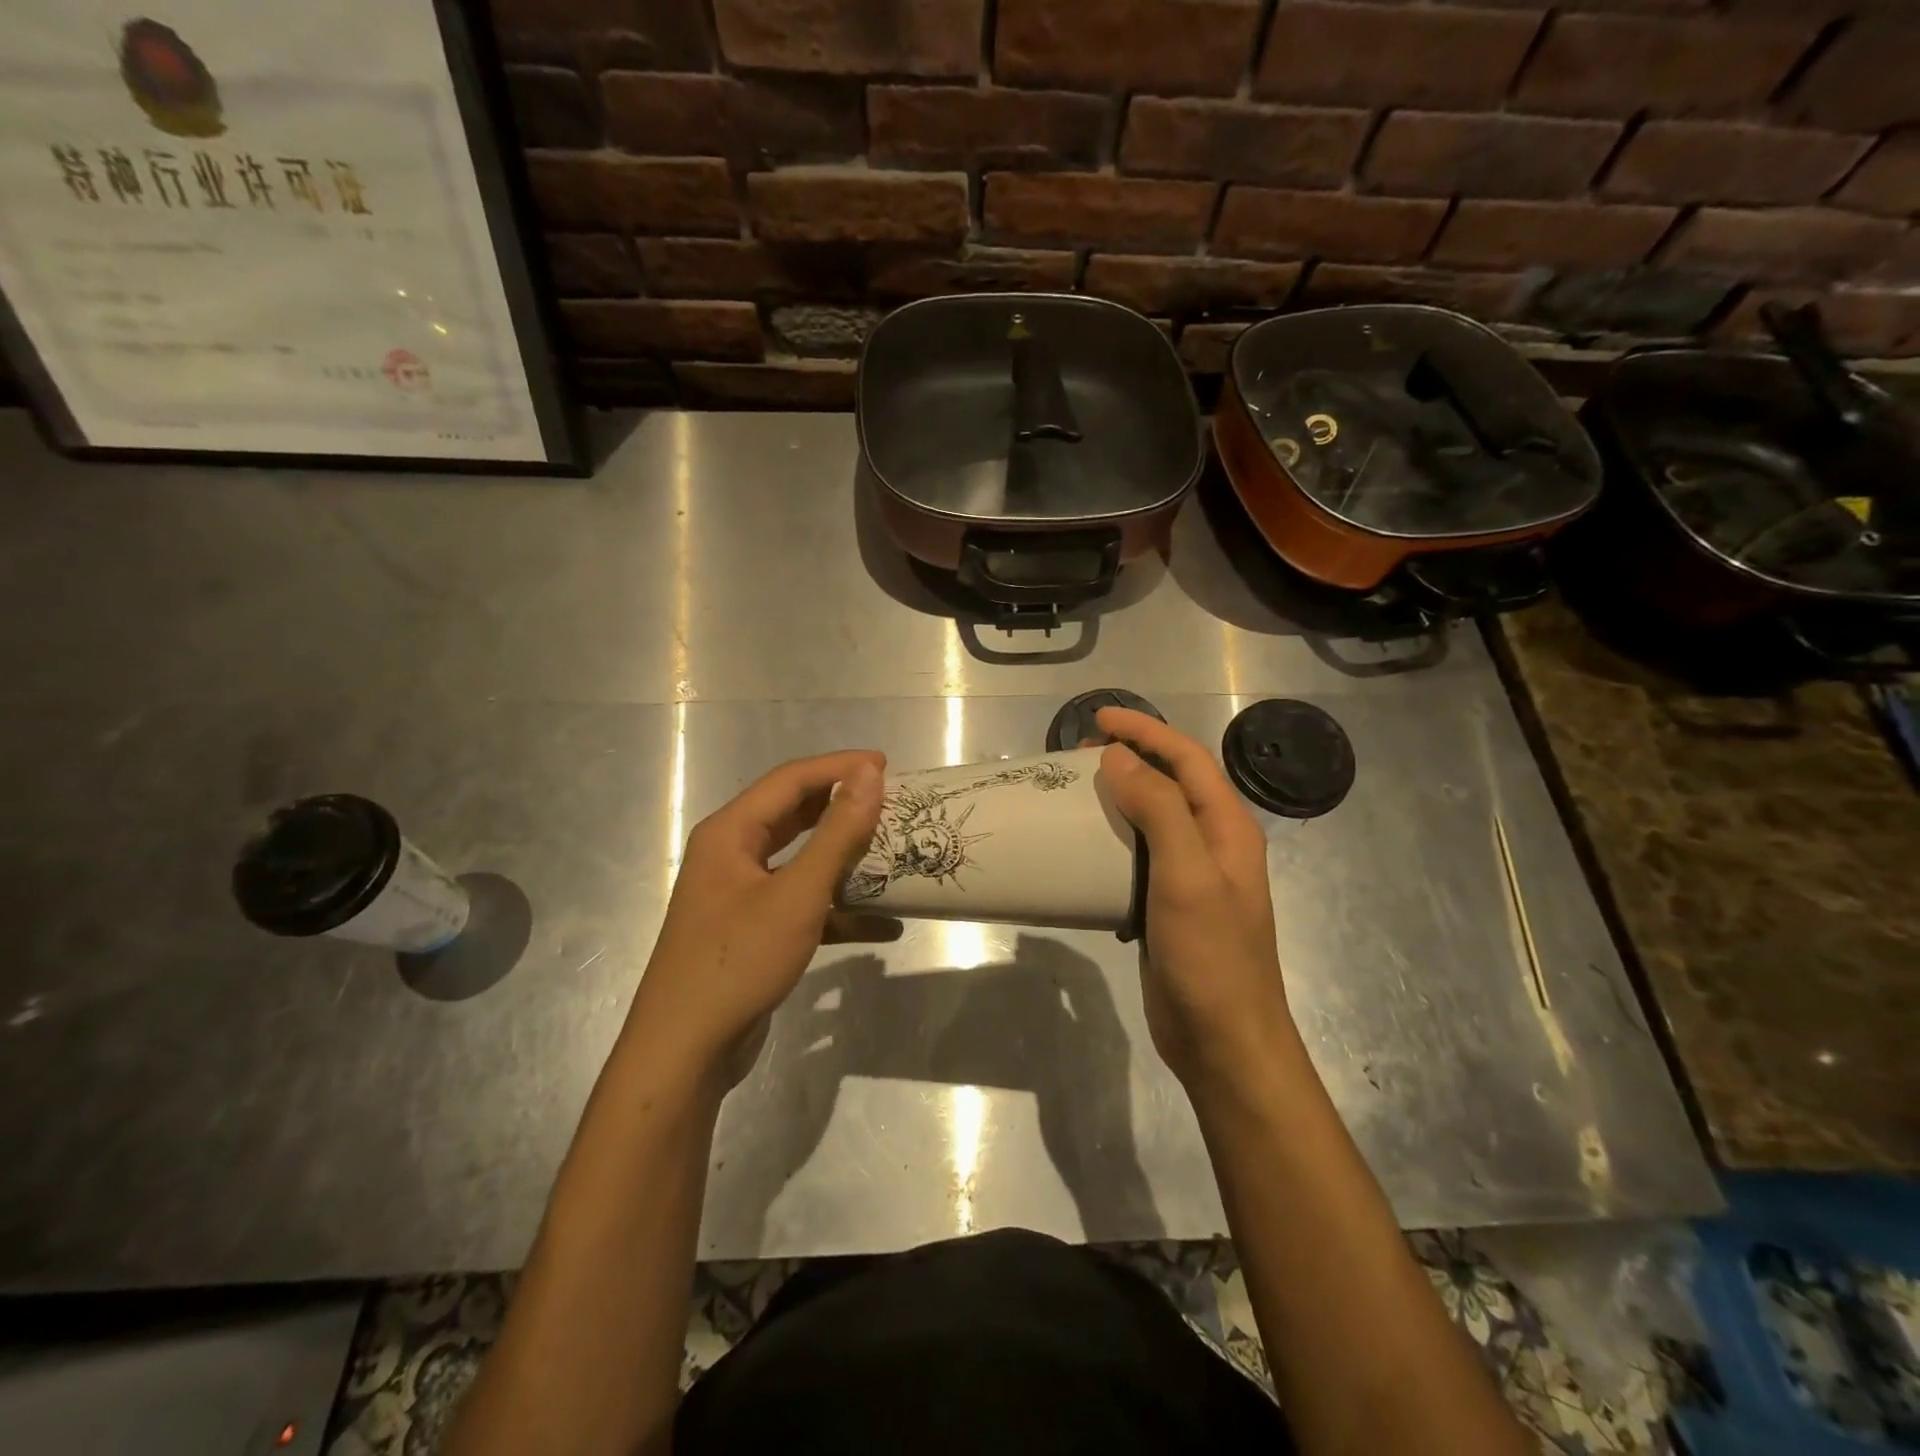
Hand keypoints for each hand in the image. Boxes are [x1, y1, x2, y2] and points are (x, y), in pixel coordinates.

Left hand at [624, 750, 884, 1090]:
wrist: (686, 1052)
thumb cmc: (738, 961)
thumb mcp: (796, 895)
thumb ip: (837, 834)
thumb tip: (870, 776)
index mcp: (730, 833)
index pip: (790, 780)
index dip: (839, 767)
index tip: (886, 764)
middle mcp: (732, 854)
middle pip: (794, 815)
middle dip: (842, 806)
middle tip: (891, 802)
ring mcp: (741, 894)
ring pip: (801, 860)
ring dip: (845, 857)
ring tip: (891, 851)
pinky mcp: (754, 929)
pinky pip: (802, 902)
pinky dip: (839, 907)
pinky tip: (883, 923)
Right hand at [1095, 707, 1296, 1088]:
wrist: (1222, 1041)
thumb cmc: (1210, 956)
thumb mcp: (1187, 875)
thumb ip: (1160, 809)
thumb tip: (1119, 757)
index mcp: (1228, 828)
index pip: (1188, 759)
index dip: (1146, 731)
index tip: (1099, 720)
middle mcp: (1213, 845)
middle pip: (1173, 783)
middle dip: (1131, 758)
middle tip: (1080, 756)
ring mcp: (1191, 877)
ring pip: (1153, 819)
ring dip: (1119, 797)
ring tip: (1077, 792)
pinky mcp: (1167, 905)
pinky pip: (1139, 856)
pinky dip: (1112, 839)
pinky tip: (1084, 847)